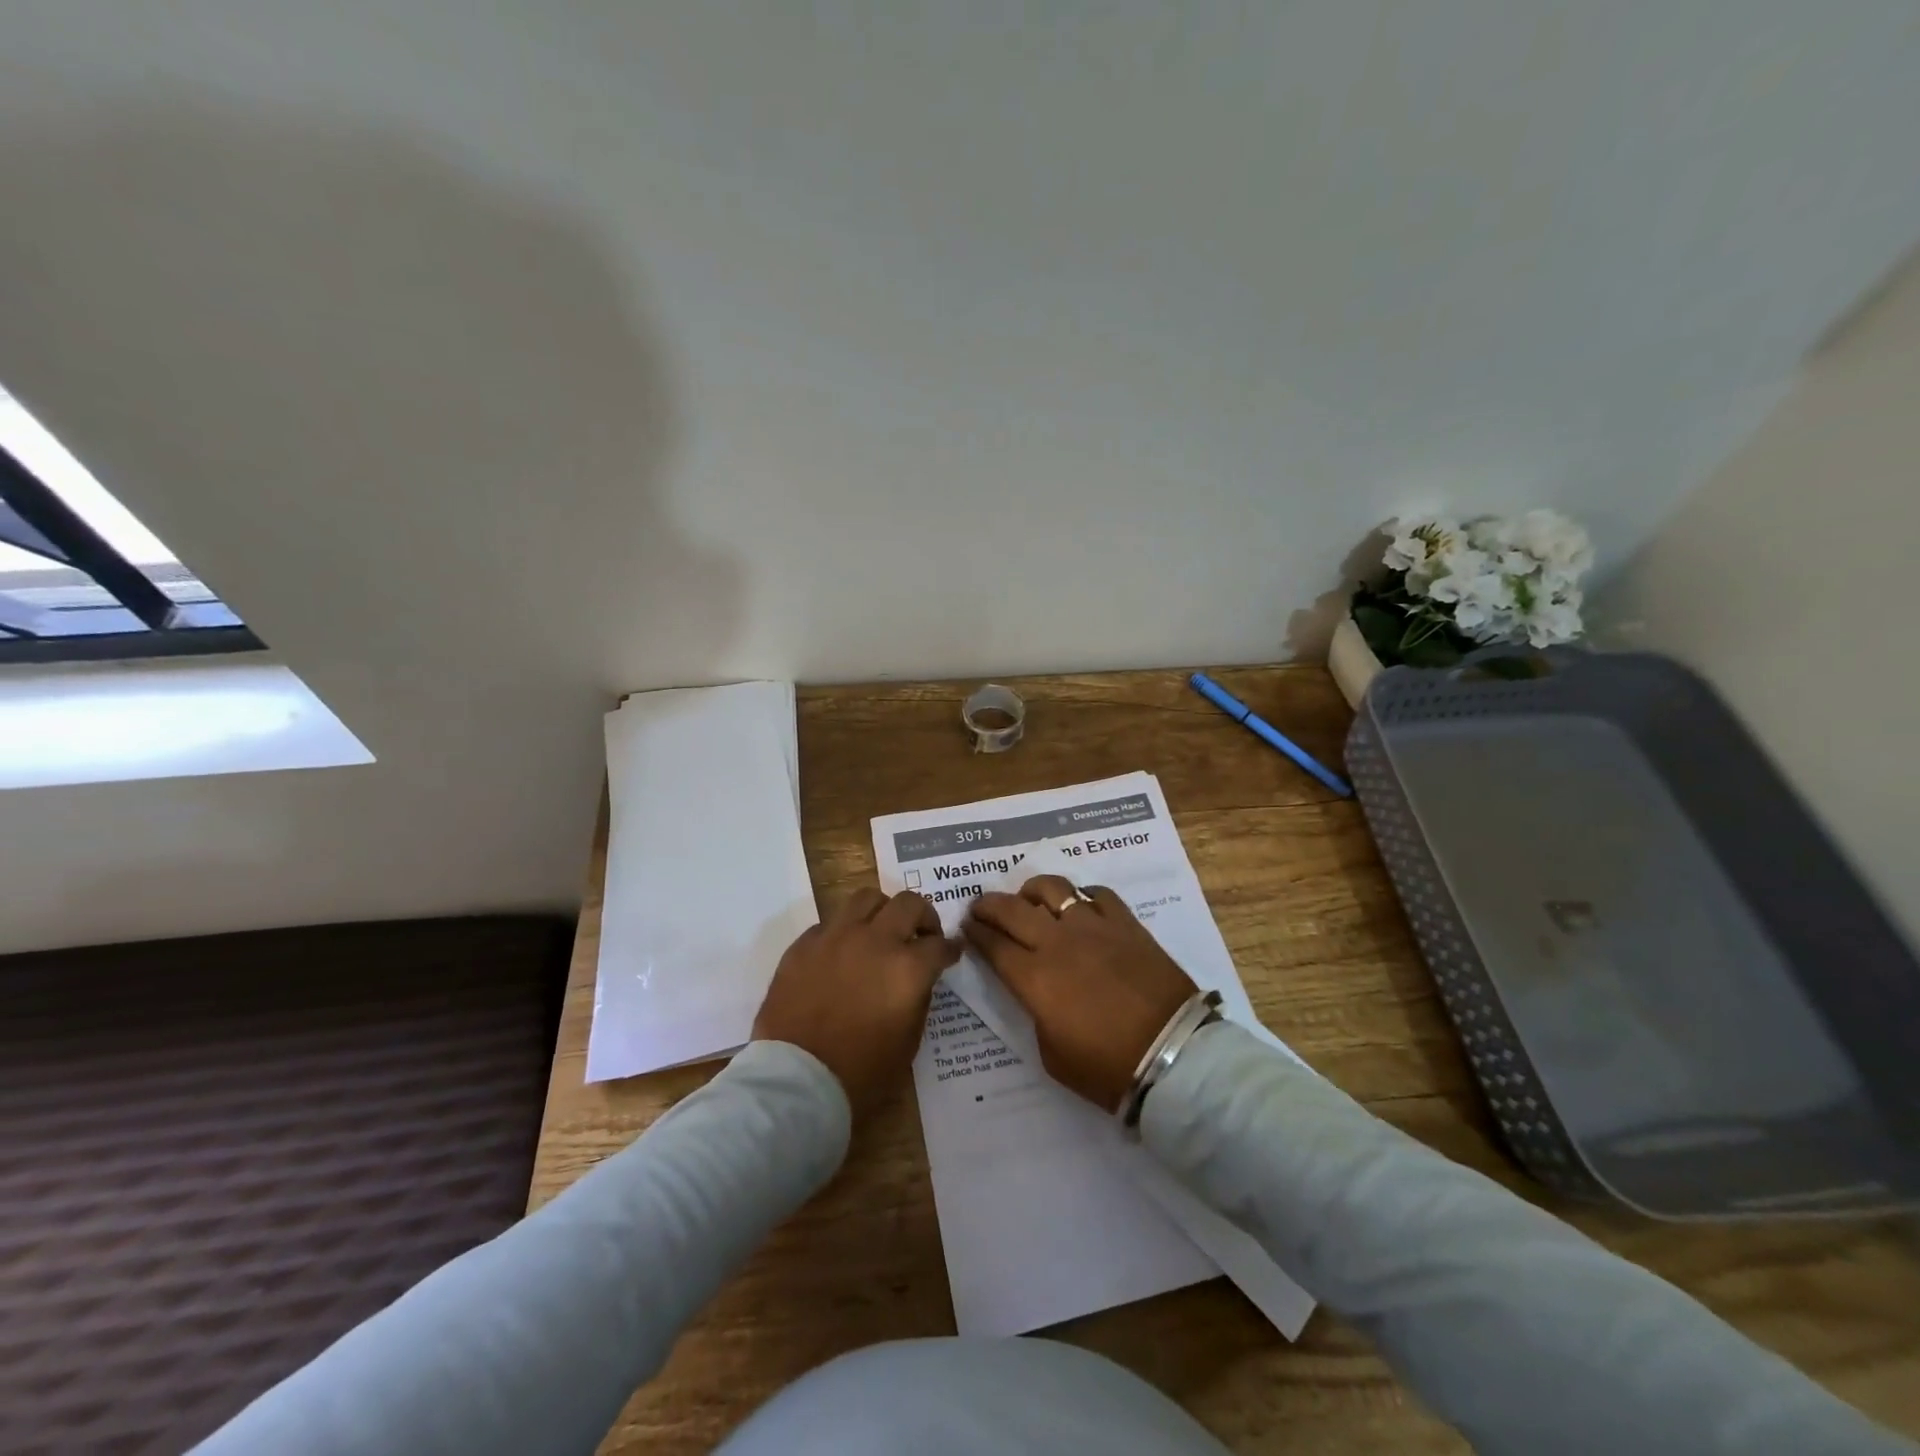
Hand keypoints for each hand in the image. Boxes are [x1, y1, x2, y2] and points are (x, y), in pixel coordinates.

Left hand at [752, 888, 960, 1117]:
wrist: (796, 1081)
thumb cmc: (860, 1074)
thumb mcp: (908, 1043)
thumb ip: (918, 999)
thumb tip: (918, 978)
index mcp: (907, 968)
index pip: (940, 944)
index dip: (950, 949)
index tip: (952, 952)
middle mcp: (875, 941)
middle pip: (909, 903)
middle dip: (923, 916)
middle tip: (922, 934)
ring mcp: (836, 937)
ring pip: (867, 897)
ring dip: (882, 911)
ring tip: (881, 930)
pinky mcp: (804, 945)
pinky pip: (830, 923)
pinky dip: (844, 932)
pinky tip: (842, 953)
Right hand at [965, 875, 1196, 1112]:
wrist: (1173, 1056)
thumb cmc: (1108, 1068)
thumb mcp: (1052, 1055)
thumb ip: (1036, 1013)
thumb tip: (1035, 991)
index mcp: (1034, 978)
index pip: (993, 945)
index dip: (975, 933)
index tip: (967, 927)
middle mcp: (1057, 942)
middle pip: (1012, 909)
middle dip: (989, 905)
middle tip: (981, 907)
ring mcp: (1093, 927)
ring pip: (1052, 888)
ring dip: (1032, 891)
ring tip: (1029, 900)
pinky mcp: (1126, 923)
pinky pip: (1097, 894)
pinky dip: (1082, 896)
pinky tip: (1080, 906)